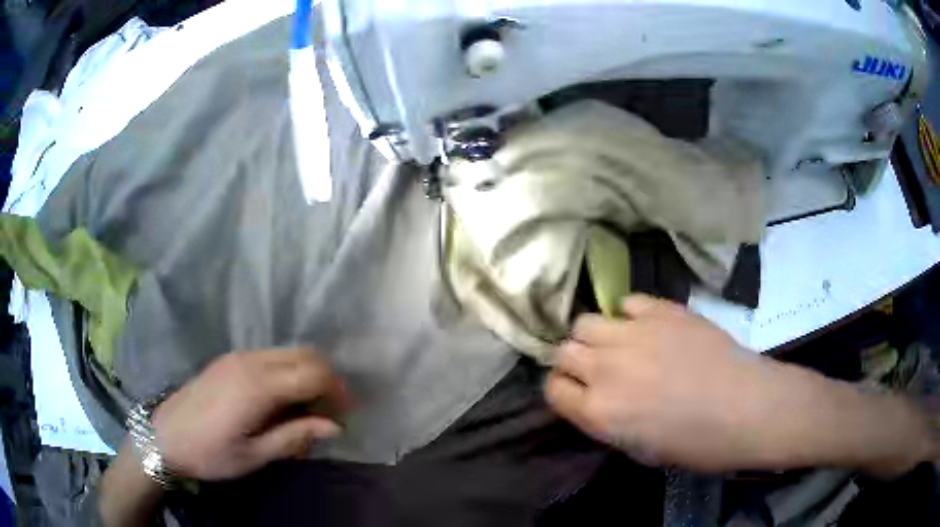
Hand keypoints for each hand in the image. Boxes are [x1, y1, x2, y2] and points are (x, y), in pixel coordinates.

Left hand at [152, 347, 349, 480]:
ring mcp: (238, 357)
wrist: (164, 437)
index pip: (314, 372)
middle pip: (305, 354)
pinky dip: (287, 372)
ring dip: (307, 375)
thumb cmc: (211, 453)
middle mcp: (251, 361)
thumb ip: (296, 436)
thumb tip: (334, 426)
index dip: (337, 390)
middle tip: (329, 411)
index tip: (344, 414)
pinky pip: (271, 357)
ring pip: (288, 352)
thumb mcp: (255, 455)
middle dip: (327, 378)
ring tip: (306, 409)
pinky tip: (280, 400)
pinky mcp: (229, 359)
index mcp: (258, 386)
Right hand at [546, 294, 765, 470]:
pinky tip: (646, 327)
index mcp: (598, 411)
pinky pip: (626, 302)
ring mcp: (632, 334)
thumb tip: (597, 400)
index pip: (552, 389)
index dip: (562, 390)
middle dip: (574, 361)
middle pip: (563, 350)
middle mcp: (605, 369)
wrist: (745, 407)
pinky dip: (629, 314)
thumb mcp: (639, 450)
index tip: (577, 392)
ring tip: (617, 344)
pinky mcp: (660, 310)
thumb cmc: (696, 443)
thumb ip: (607, 421)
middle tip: (597, 369)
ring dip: (594, 335)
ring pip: (585, 321)